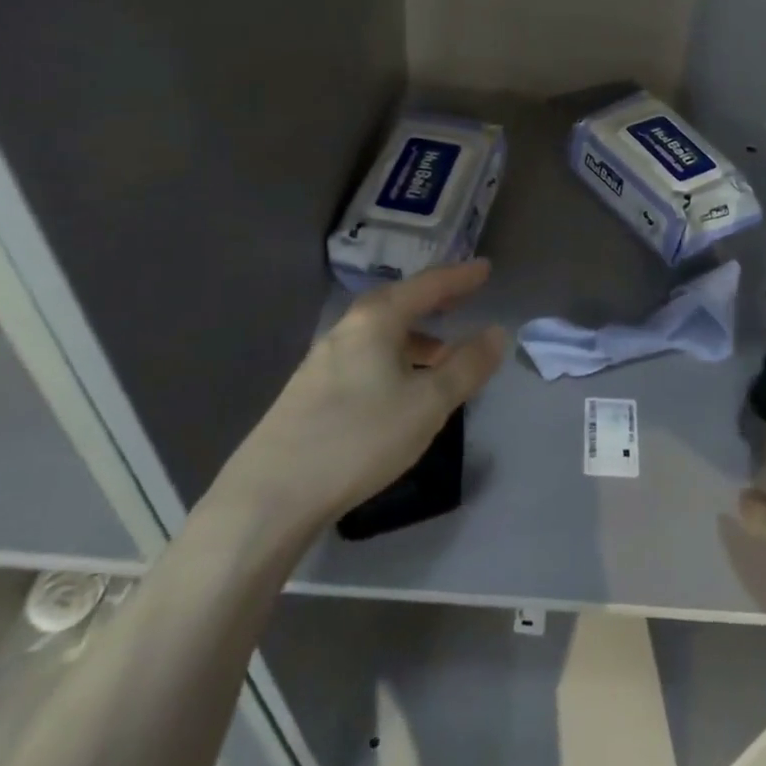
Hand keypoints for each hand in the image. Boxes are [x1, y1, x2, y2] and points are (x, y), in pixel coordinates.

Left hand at [216, 261, 506, 548]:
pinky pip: (365, 355)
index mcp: (377, 321)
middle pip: (399, 303)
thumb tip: (496, 332)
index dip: (460, 277)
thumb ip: (466, 366)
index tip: (486, 268)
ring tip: (440, 353)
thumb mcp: (428, 403)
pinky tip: (399, 387)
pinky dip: (393, 356)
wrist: (269, 496)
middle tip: (463, 299)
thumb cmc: (359, 438)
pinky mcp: (309, 390)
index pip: (427, 286)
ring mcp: (323, 360)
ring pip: (380, 332)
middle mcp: (347, 329)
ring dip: (414, 334)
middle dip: (434, 300)